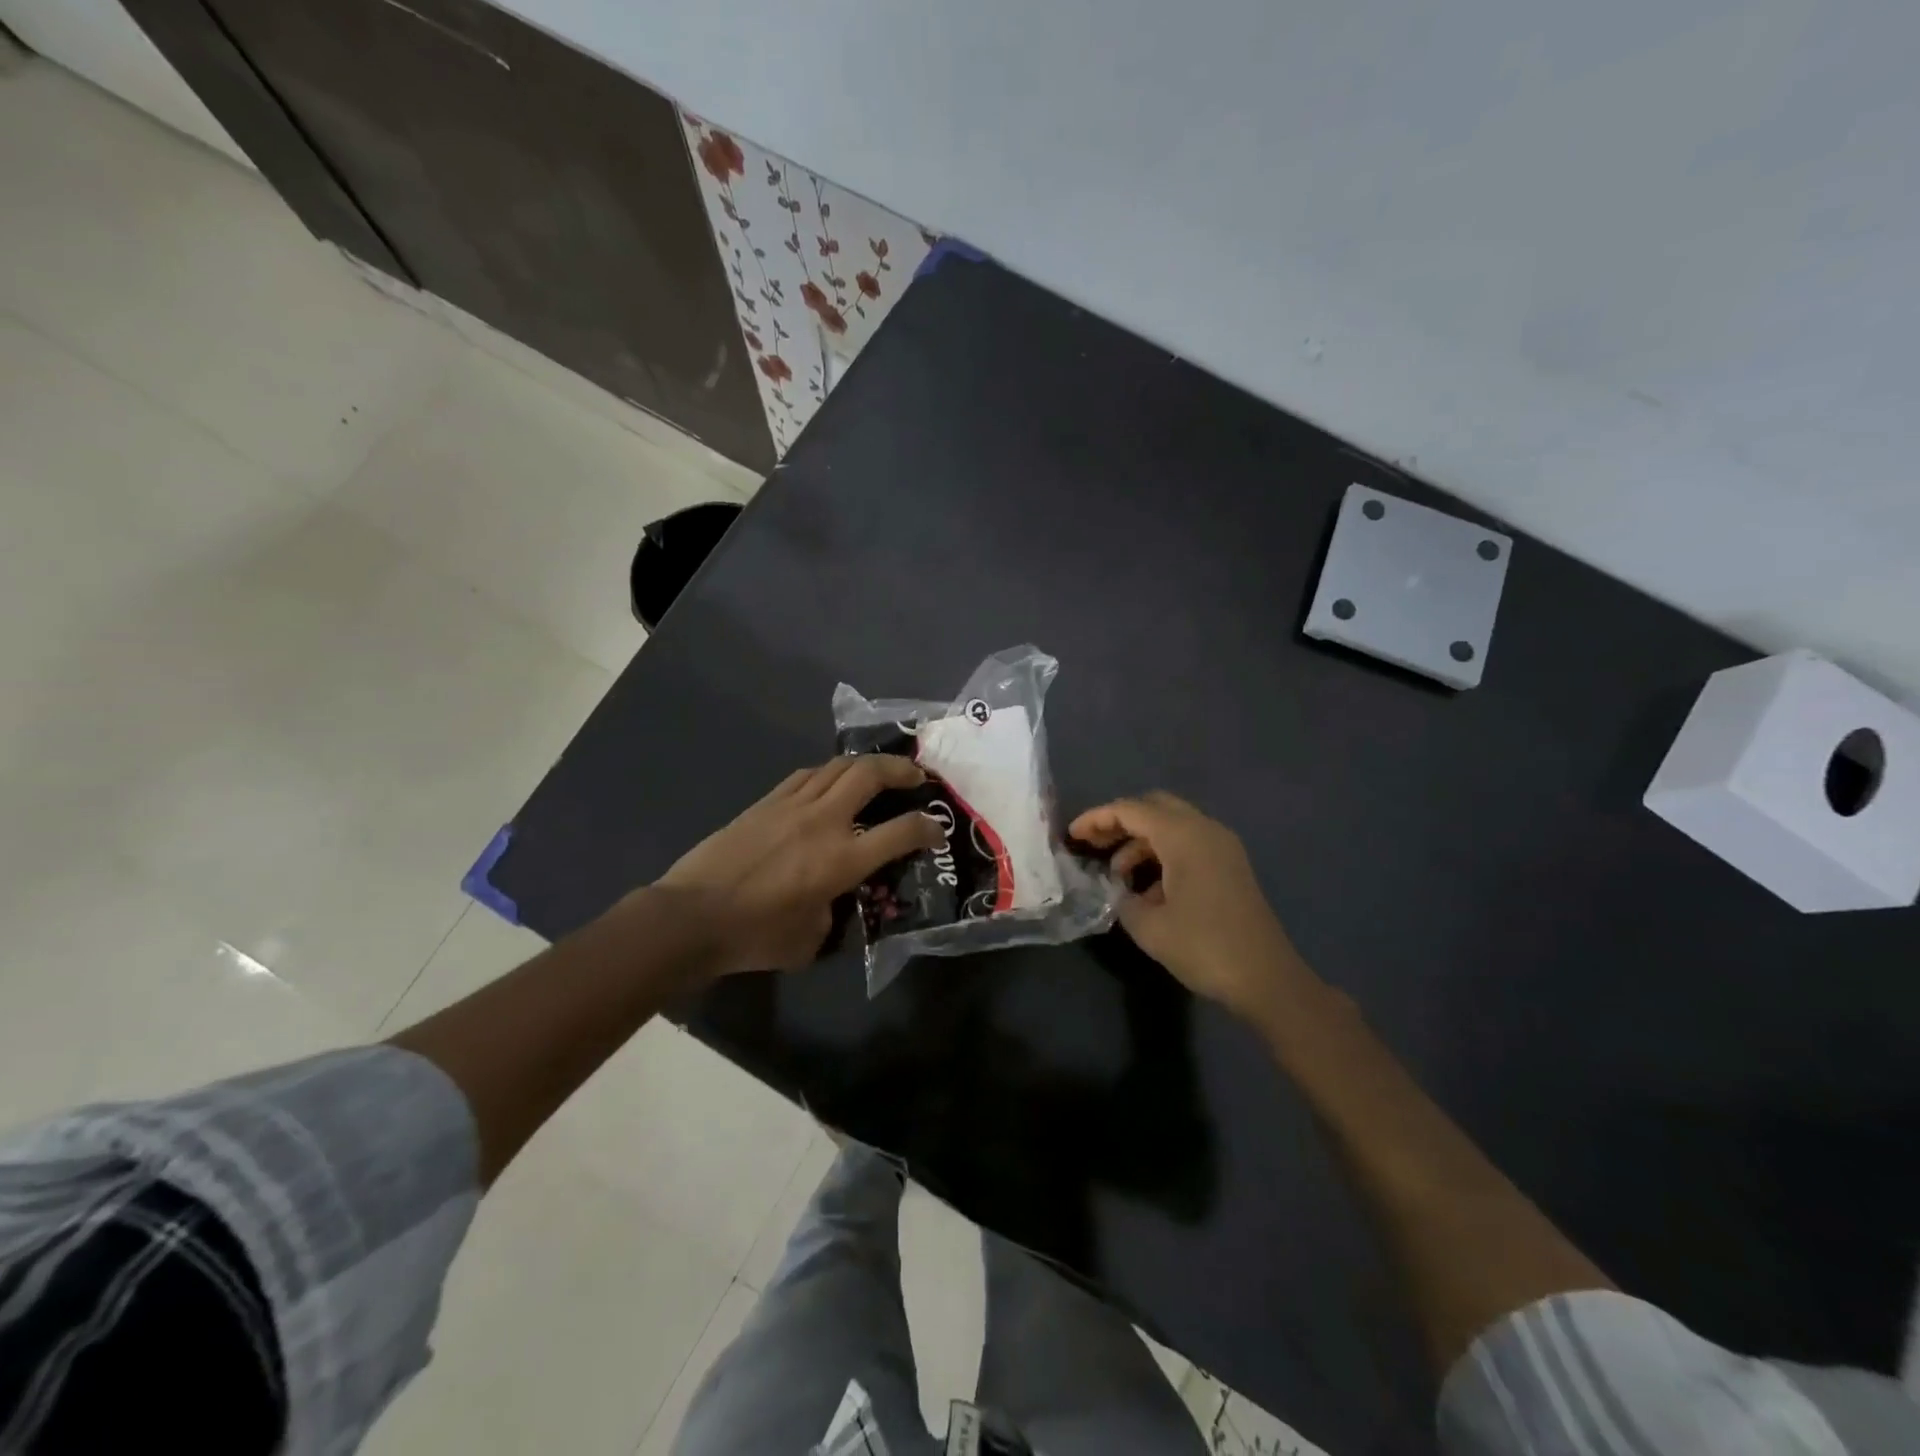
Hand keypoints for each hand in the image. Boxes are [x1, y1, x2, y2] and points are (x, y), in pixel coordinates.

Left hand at [656, 756, 943, 975]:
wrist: (691, 917)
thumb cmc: (754, 936)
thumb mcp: (811, 939)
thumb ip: (834, 911)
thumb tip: (833, 897)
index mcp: (841, 860)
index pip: (900, 832)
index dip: (927, 828)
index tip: (937, 830)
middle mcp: (823, 822)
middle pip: (870, 775)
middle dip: (901, 769)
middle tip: (915, 776)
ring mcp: (792, 806)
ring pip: (838, 766)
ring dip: (866, 764)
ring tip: (878, 772)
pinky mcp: (766, 802)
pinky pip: (806, 776)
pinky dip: (829, 773)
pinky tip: (831, 781)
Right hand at [1069, 792, 1307, 1021]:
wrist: (1267, 979)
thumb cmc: (1204, 947)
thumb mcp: (1148, 926)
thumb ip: (1121, 898)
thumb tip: (1118, 889)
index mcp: (1184, 836)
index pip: (1131, 810)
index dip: (1097, 818)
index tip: (1072, 836)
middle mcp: (1205, 830)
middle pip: (1154, 807)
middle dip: (1120, 822)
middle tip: (1094, 845)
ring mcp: (1222, 846)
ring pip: (1172, 825)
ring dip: (1141, 841)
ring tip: (1117, 875)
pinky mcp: (1230, 866)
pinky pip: (1188, 843)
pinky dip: (1162, 854)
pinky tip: (1148, 889)